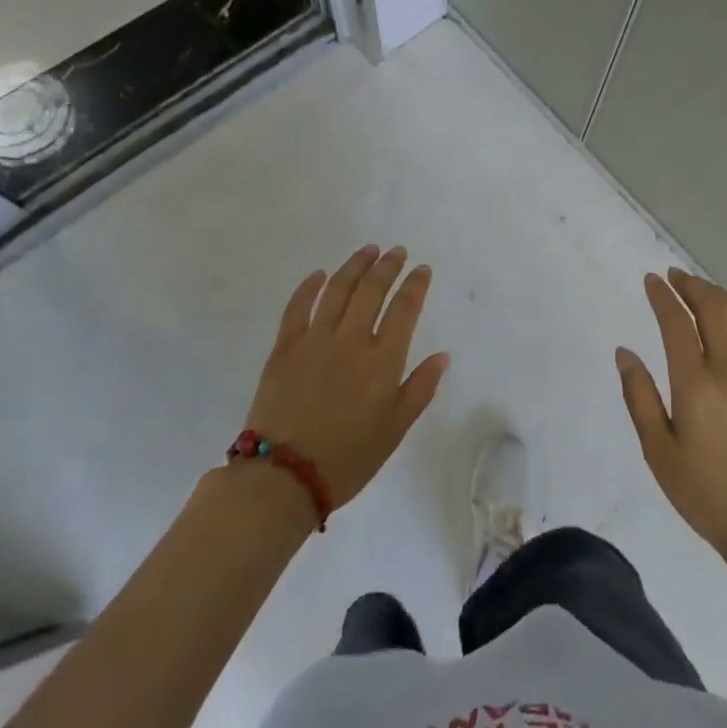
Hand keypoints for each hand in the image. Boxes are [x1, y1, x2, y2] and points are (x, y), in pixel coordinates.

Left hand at [243, 246, 448, 509]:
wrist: (284, 476)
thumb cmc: (348, 458)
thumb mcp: (395, 430)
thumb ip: (420, 388)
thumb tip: (442, 356)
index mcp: (382, 360)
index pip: (404, 309)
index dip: (415, 285)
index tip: (422, 269)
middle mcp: (351, 340)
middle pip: (372, 290)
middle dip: (387, 266)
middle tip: (397, 251)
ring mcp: (315, 339)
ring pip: (337, 289)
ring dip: (354, 266)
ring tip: (367, 251)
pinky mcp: (285, 347)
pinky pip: (297, 306)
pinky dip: (309, 286)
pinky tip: (319, 274)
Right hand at [618, 269, 726, 572]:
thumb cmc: (706, 494)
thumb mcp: (659, 452)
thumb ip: (639, 397)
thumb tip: (625, 353)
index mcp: (695, 384)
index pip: (676, 323)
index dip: (662, 296)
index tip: (651, 280)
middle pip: (713, 310)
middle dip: (692, 286)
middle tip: (675, 277)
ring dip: (720, 297)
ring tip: (702, 290)